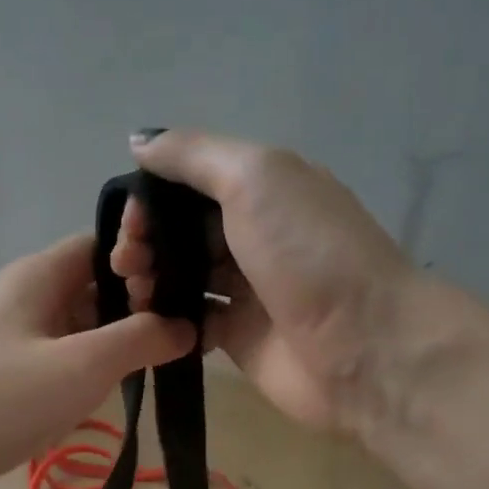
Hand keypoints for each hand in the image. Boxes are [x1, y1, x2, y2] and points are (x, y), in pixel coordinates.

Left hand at [0, 231, 194, 484]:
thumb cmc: (3, 398)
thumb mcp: (83, 364)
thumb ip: (141, 339)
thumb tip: (186, 325)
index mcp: (40, 274)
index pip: (105, 244)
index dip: (147, 259)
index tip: (185, 291)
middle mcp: (28, 295)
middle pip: (96, 283)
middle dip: (140, 303)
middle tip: (186, 332)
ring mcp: (17, 335)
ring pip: (82, 323)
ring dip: (119, 338)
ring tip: (167, 359)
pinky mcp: (12, 372)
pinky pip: (64, 355)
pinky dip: (94, 365)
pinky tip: (121, 386)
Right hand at [111, 131, 416, 431]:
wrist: (363, 347)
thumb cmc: (307, 252)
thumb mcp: (254, 178)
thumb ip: (193, 155)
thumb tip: (139, 141)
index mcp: (265, 188)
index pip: (190, 183)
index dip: (151, 198)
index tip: (129, 223)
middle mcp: (255, 234)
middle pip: (181, 230)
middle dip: (144, 241)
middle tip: (125, 264)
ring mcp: (248, 289)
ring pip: (182, 275)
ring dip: (149, 279)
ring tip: (135, 293)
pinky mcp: (240, 337)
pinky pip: (192, 320)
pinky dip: (167, 319)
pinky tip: (150, 323)